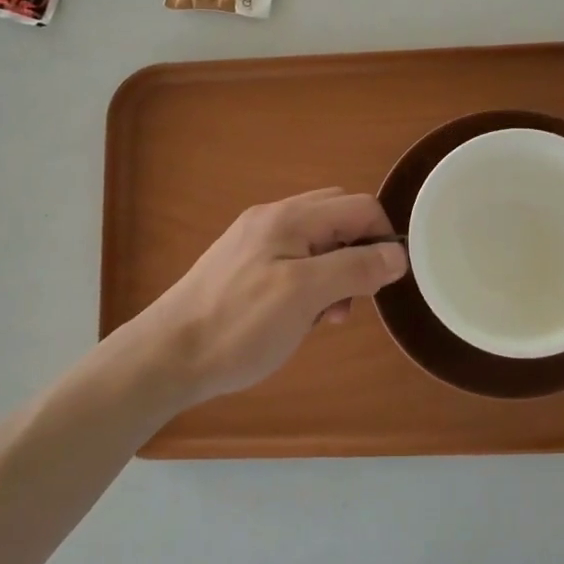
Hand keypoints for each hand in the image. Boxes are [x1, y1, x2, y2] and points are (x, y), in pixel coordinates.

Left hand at [122, 189, 408, 406]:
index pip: (360, 207)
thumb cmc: (240, 326)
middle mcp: (273, 219)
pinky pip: (294, 261)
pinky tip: (299, 316)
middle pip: (339, 219)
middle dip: (357, 255)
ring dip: (335, 274)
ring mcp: (255, 241)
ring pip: (318, 242)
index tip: (381, 283)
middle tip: (351, 298)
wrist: (166, 357)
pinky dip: (310, 283)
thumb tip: (397, 254)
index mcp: (290, 218)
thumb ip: (354, 268)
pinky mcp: (244, 265)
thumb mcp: (304, 296)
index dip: (382, 239)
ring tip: (324, 316)